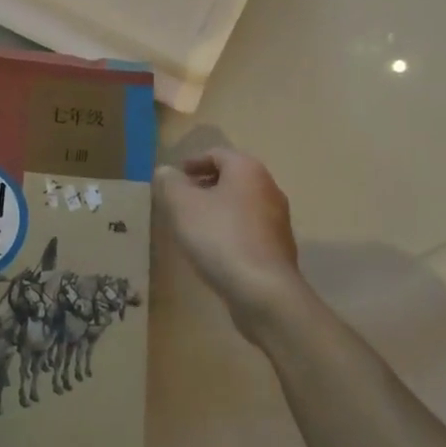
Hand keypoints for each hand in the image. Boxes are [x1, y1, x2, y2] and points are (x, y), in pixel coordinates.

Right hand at [154, 148, 301, 327]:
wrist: (264, 291)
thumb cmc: (220, 237)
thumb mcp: (182, 205)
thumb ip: (170, 182)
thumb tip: (166, 172)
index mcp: (247, 170)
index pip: (217, 154)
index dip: (192, 162)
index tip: (175, 178)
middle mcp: (268, 188)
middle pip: (231, 178)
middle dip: (204, 186)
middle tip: (180, 200)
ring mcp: (278, 220)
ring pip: (241, 205)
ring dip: (217, 210)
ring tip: (193, 226)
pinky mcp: (279, 248)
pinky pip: (249, 229)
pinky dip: (230, 231)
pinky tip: (214, 250)